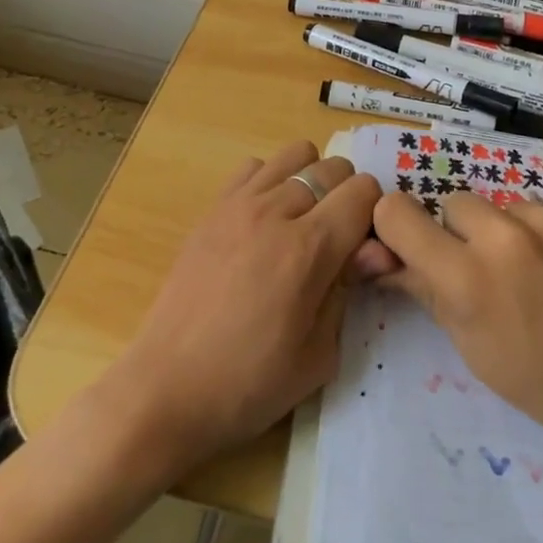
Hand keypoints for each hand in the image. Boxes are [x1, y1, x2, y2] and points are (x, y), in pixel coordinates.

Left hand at [106, 141, 386, 474]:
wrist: (167, 389)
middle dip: (346, 197)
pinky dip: (269, 182)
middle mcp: (277, 211)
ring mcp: (240, 203)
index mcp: (309, 249)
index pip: (364, 191)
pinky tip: (263, 222)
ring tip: (300, 223)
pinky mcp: (213, 207)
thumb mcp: (319, 356)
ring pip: (296, 153)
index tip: (362, 249)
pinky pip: (254, 166)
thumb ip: (349, 289)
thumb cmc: (249, 384)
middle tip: (334, 241)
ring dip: (310, 180)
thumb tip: (375, 249)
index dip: (373, 217)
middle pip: (334, 166)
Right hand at [372, 191, 542, 470]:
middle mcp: (506, 234)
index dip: (397, 227)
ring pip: (508, 206)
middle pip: (455, 203)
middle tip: (491, 274)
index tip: (413, 245)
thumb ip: (429, 294)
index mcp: (469, 279)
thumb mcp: (479, 353)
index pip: (398, 213)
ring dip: (513, 233)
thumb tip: (384, 258)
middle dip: (463, 234)